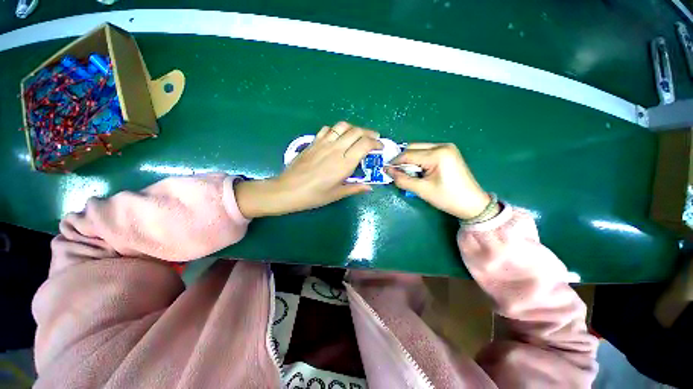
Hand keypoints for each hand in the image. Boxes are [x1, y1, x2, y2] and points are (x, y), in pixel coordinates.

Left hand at [236, 122, 382, 217]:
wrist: (288, 190)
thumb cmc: (314, 195)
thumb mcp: (337, 194)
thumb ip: (355, 188)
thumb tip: (369, 187)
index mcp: (344, 163)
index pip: (365, 144)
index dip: (376, 143)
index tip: (380, 147)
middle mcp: (336, 149)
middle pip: (356, 131)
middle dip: (369, 132)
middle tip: (374, 138)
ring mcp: (323, 143)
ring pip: (342, 126)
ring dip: (354, 128)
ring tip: (358, 135)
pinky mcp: (313, 142)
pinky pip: (328, 129)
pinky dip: (337, 129)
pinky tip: (338, 137)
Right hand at [385, 143, 490, 218]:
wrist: (472, 203)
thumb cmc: (448, 198)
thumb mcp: (422, 190)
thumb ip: (403, 180)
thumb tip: (388, 171)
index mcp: (438, 154)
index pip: (408, 154)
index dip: (395, 162)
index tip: (385, 170)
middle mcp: (442, 146)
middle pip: (413, 147)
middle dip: (402, 159)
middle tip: (396, 172)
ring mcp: (446, 148)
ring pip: (419, 149)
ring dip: (410, 159)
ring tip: (408, 173)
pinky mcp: (447, 152)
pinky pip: (426, 152)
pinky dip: (418, 160)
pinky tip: (418, 170)